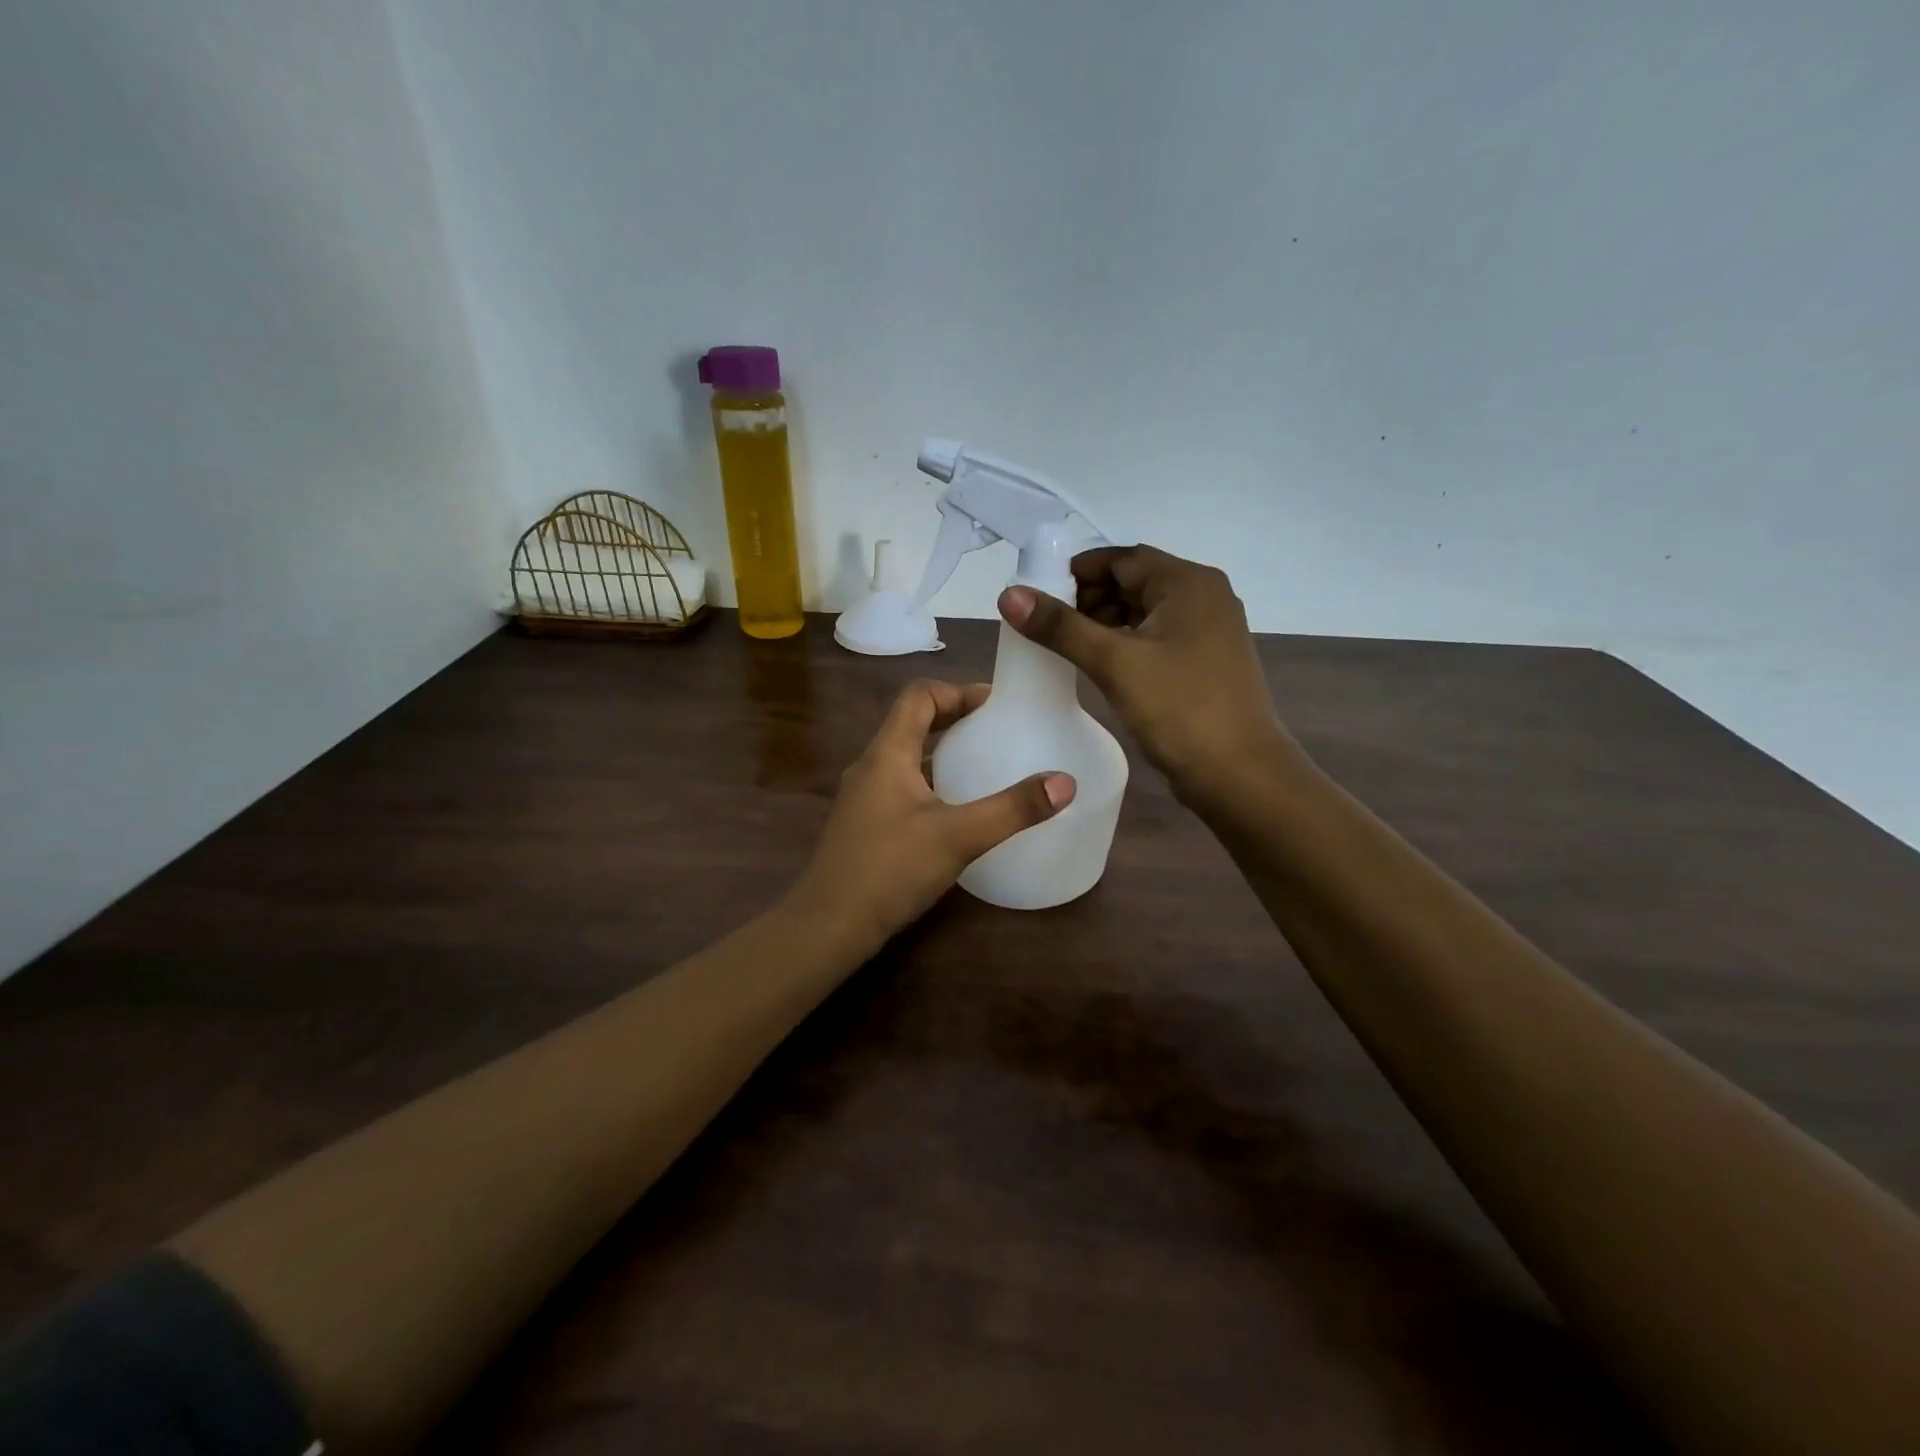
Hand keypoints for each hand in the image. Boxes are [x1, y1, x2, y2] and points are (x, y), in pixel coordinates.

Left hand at [788, 680, 1074, 951]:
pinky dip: (931, 782)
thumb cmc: (890, 870)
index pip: (918, 697)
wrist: (828, 926)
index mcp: (887, 754)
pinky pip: (902, 786)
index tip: (994, 704)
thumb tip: (1064, 782)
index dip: (956, 691)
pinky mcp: (864, 825)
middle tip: (996, 730)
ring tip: (983, 765)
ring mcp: (863, 798)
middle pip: (912, 723)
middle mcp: (870, 767)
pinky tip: (956, 811)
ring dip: (942, 752)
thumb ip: (1012, 809)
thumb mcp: (958, 837)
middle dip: (954, 719)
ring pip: (906, 757)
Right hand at [999, 545, 1297, 802]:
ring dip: (1103, 622)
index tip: (1037, 594)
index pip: (1122, 558)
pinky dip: (1124, 643)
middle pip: (1134, 581)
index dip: (1077, 571)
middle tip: (1045, 624)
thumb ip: (1061, 627)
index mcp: (1188, 583)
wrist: (1239, 774)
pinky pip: (1155, 638)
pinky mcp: (1203, 662)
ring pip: (1143, 612)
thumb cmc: (1180, 709)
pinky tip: (1096, 663)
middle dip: (1087, 598)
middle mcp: (1203, 597)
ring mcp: (1207, 631)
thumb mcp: (1115, 663)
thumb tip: (1010, 594)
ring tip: (1063, 645)